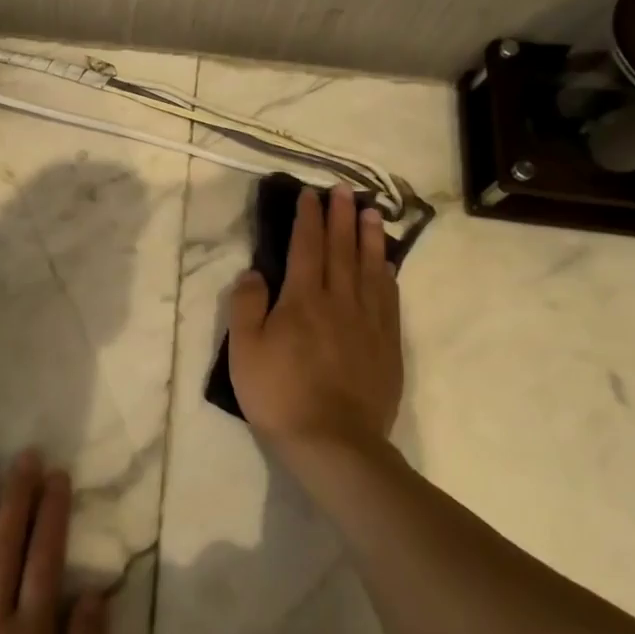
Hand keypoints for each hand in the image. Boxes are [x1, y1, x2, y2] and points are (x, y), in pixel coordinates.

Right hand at [227, 184, 403, 453]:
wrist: (333, 442)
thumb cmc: (279, 394)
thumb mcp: (244, 350)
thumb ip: (246, 305)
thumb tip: (255, 272)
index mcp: (302, 299)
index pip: (306, 247)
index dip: (308, 218)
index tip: (310, 195)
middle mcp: (340, 301)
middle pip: (342, 249)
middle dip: (341, 217)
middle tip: (344, 191)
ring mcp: (369, 322)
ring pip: (371, 268)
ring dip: (370, 237)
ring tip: (372, 212)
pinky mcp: (387, 344)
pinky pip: (389, 298)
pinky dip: (388, 273)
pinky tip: (387, 263)